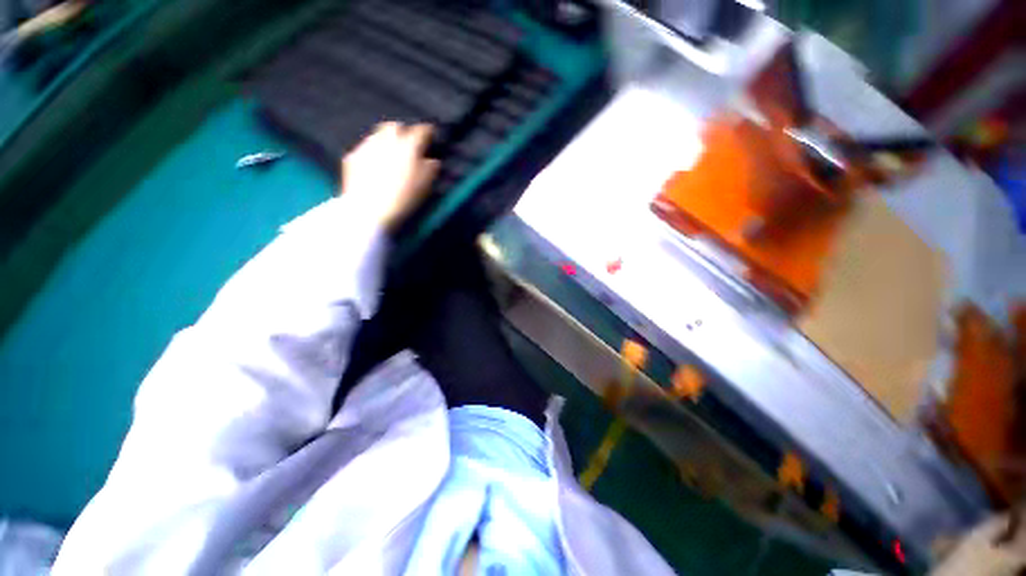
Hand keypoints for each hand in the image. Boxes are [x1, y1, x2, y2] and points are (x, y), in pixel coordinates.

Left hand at [339, 122, 439, 232]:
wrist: (368, 210)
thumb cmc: (403, 198)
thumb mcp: (426, 186)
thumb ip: (431, 168)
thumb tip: (432, 160)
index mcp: (408, 146)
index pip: (422, 130)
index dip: (428, 132)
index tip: (432, 136)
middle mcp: (387, 139)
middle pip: (396, 126)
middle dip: (403, 132)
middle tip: (408, 144)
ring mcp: (366, 146)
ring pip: (378, 134)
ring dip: (386, 140)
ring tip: (390, 154)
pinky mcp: (352, 157)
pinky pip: (365, 148)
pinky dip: (372, 153)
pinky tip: (374, 166)